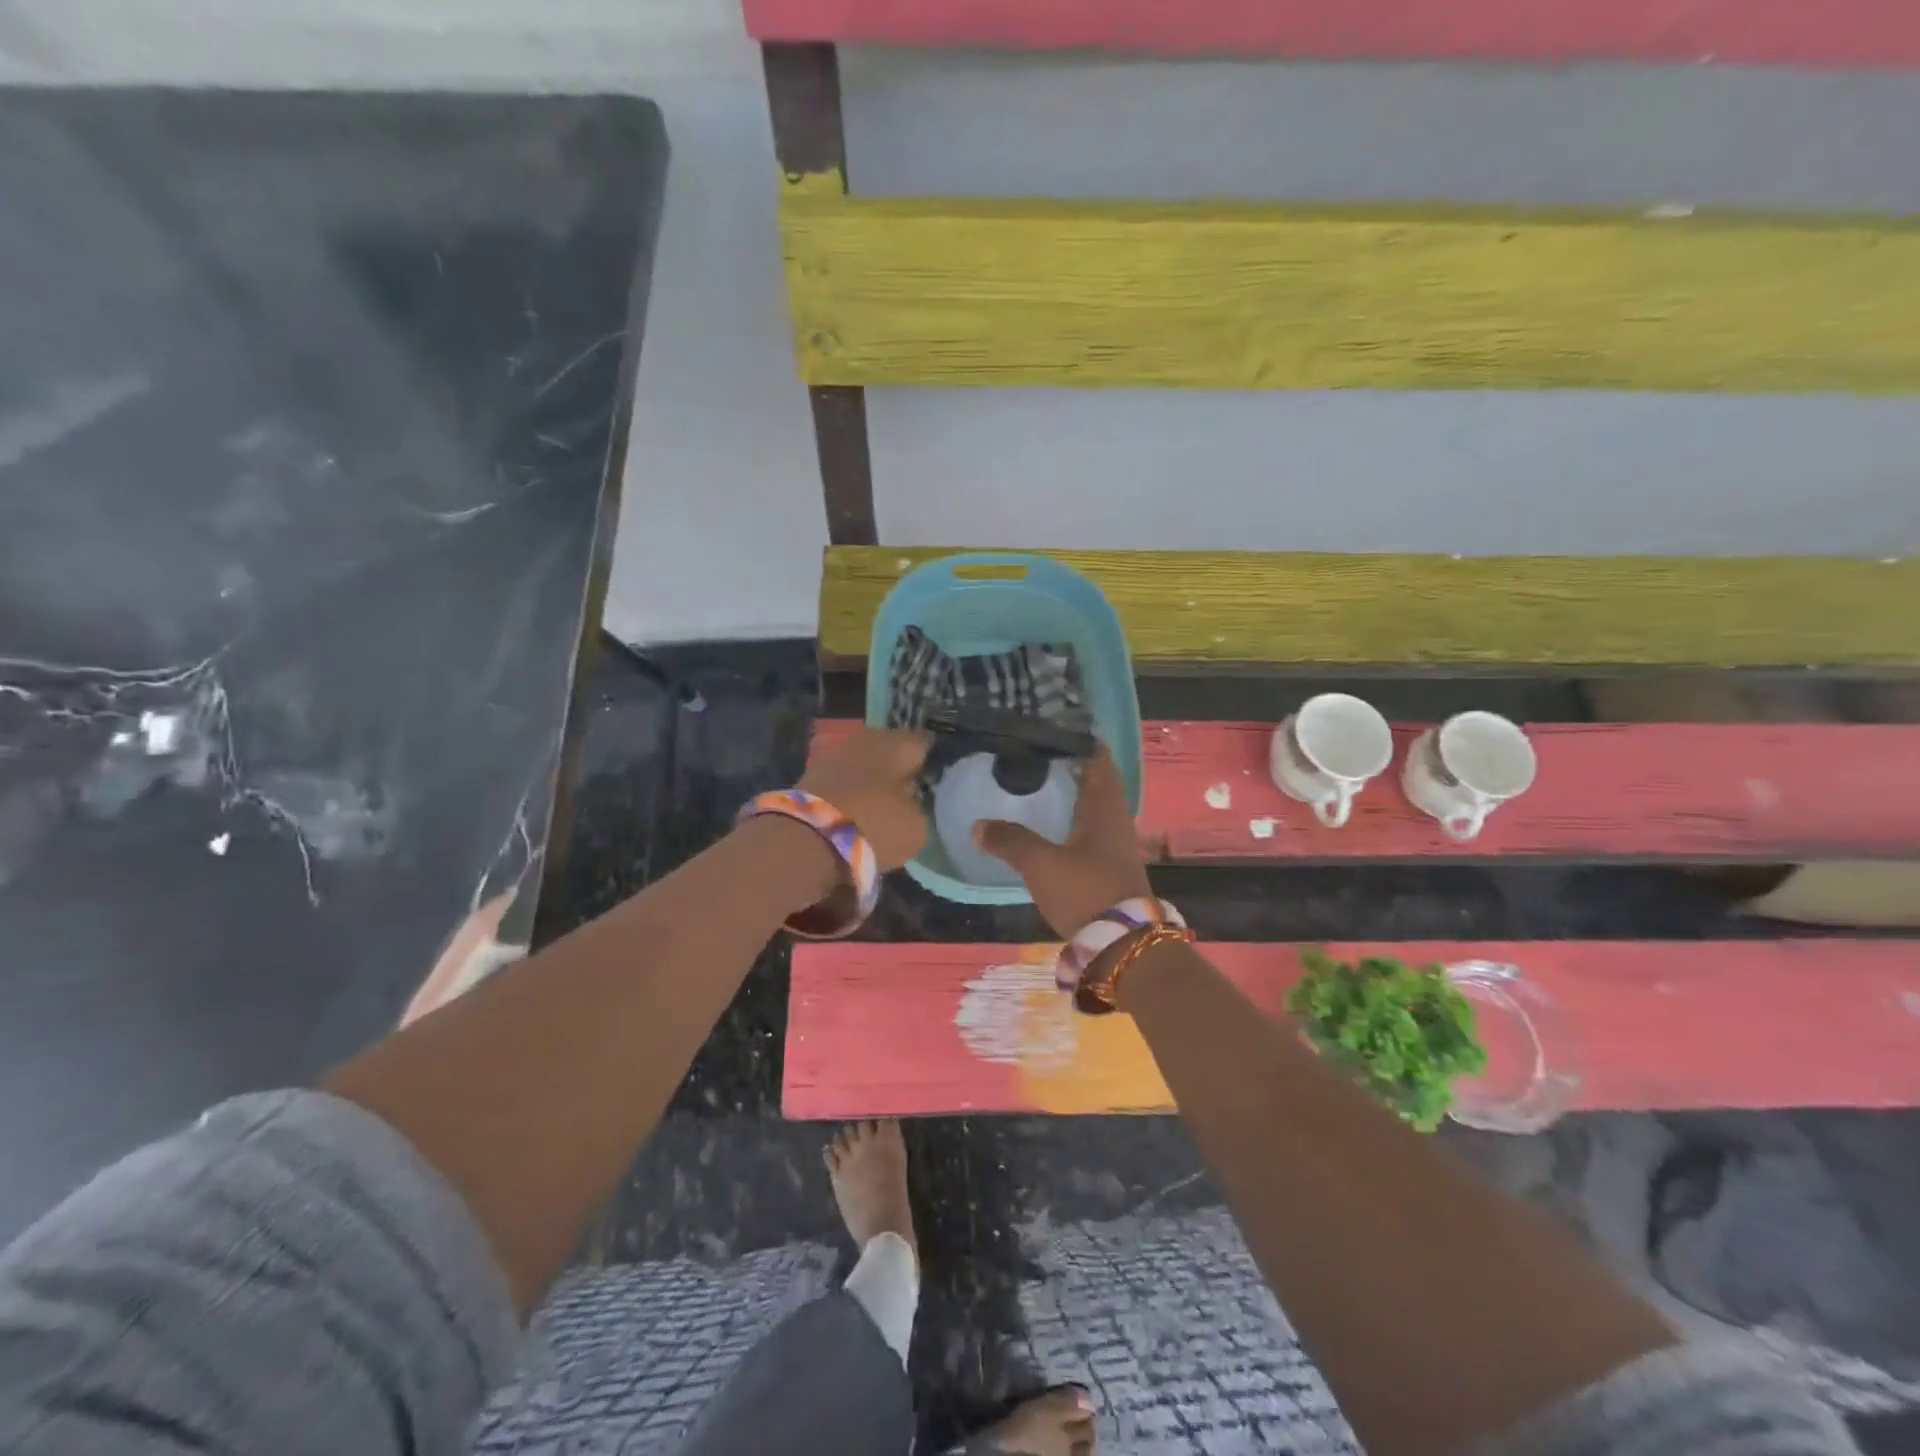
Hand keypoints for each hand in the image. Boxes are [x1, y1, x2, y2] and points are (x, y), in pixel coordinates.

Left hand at [798, 726, 931, 872]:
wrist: (807, 837)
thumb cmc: (874, 824)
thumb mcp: (915, 827)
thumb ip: (918, 810)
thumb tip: (911, 805)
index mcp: (898, 743)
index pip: (923, 742)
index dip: (931, 759)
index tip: (935, 774)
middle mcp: (866, 738)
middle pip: (889, 750)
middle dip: (897, 767)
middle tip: (909, 790)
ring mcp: (834, 753)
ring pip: (863, 763)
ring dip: (871, 779)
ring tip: (881, 803)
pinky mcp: (810, 774)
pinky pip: (842, 780)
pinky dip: (850, 792)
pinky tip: (856, 810)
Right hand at [974, 748, 1151, 936]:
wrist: (1122, 945)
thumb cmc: (1085, 891)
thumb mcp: (1041, 864)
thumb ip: (1010, 841)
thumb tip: (978, 825)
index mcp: (1104, 808)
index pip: (1099, 761)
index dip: (1082, 741)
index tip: (1056, 727)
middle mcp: (1115, 820)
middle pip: (1098, 782)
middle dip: (1074, 766)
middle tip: (1041, 753)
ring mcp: (1116, 846)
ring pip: (1095, 807)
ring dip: (1075, 794)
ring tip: (1043, 783)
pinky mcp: (1110, 867)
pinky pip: (1091, 830)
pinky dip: (1074, 819)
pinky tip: (1053, 825)